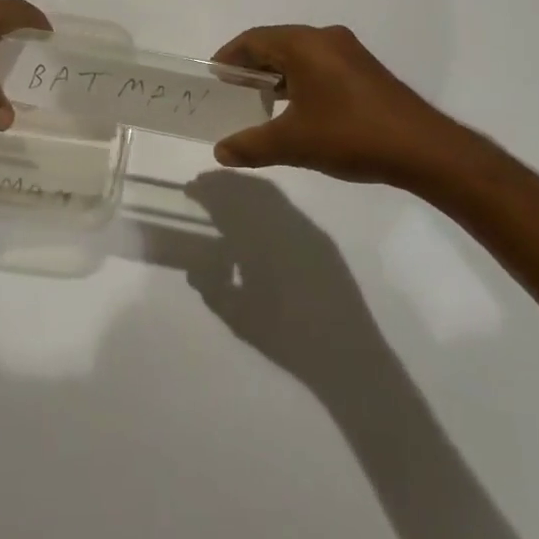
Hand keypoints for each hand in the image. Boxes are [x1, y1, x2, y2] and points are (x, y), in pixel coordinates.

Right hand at [185, 172, 390, 391]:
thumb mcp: (238, 318)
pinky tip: (257, 219)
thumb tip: (195, 269)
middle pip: (250, 189)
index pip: (228, 202)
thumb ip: (212, 289)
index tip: (190, 187)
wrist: (348, 356)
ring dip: (246, 189)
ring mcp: (306, 230)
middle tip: (204, 185)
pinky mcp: (321, 241)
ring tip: (227, 197)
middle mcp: (284, 225)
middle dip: (226, 182)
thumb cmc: (287, 338)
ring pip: (270, 194)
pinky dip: (266, 202)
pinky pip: (287, 209)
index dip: (207, 191)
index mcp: (260, 240)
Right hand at [212, 24, 461, 183]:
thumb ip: (251, 145)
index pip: (253, 39)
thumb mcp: (292, 143)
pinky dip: (299, 81)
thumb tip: (220, 151)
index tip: (214, 79)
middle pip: (275, 44)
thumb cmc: (350, 135)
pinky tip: (296, 111)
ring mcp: (349, 53)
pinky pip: (320, 65)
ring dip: (276, 75)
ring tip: (259, 104)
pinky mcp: (365, 71)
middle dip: (251, 67)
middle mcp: (325, 39)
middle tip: (231, 93)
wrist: (423, 149)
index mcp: (304, 44)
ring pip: (299, 56)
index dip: (229, 57)